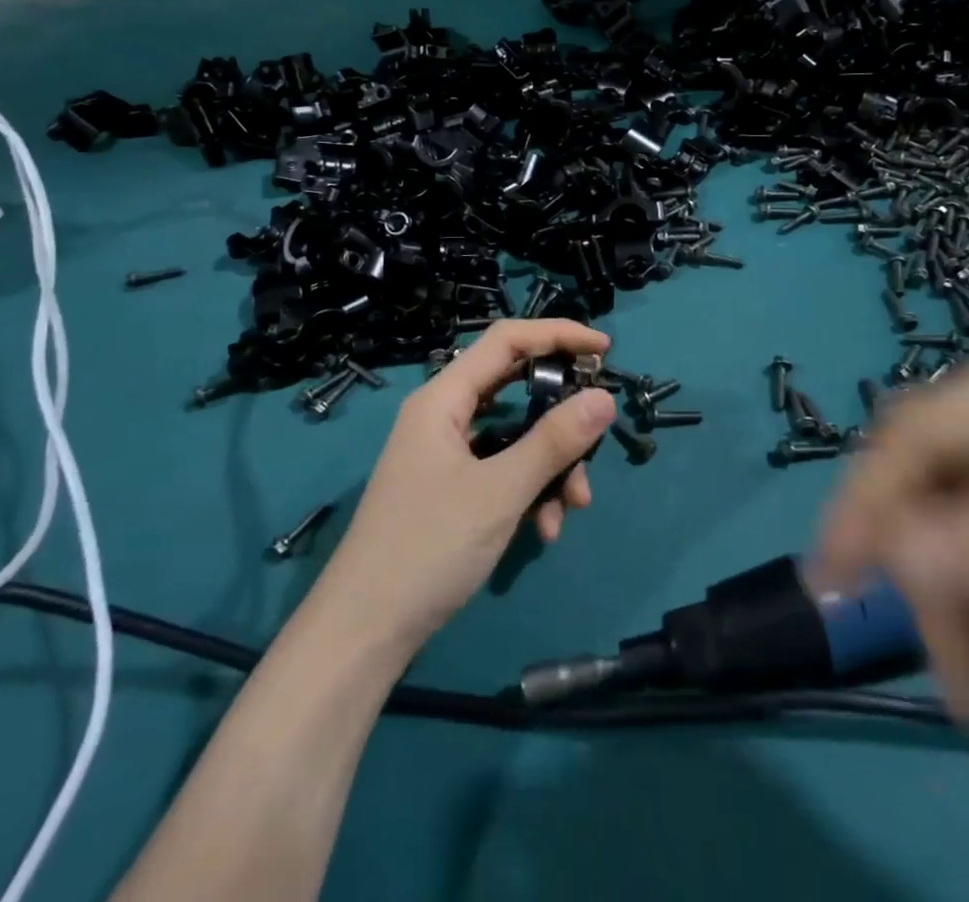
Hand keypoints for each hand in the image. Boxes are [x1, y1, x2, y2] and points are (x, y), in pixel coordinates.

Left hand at [317, 320, 614, 656]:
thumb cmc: (428, 547)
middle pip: (516, 389)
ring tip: (573, 507)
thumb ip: (553, 441)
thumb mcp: (499, 491)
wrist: (364, 633)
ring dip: (551, 465)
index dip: (558, 334)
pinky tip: (545, 530)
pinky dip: (529, 492)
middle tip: (597, 433)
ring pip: (515, 437)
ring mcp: (447, 454)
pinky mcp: (452, 489)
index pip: (507, 341)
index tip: (604, 350)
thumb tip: (605, 397)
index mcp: (443, 398)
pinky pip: (503, 471)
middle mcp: (444, 416)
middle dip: (561, 416)